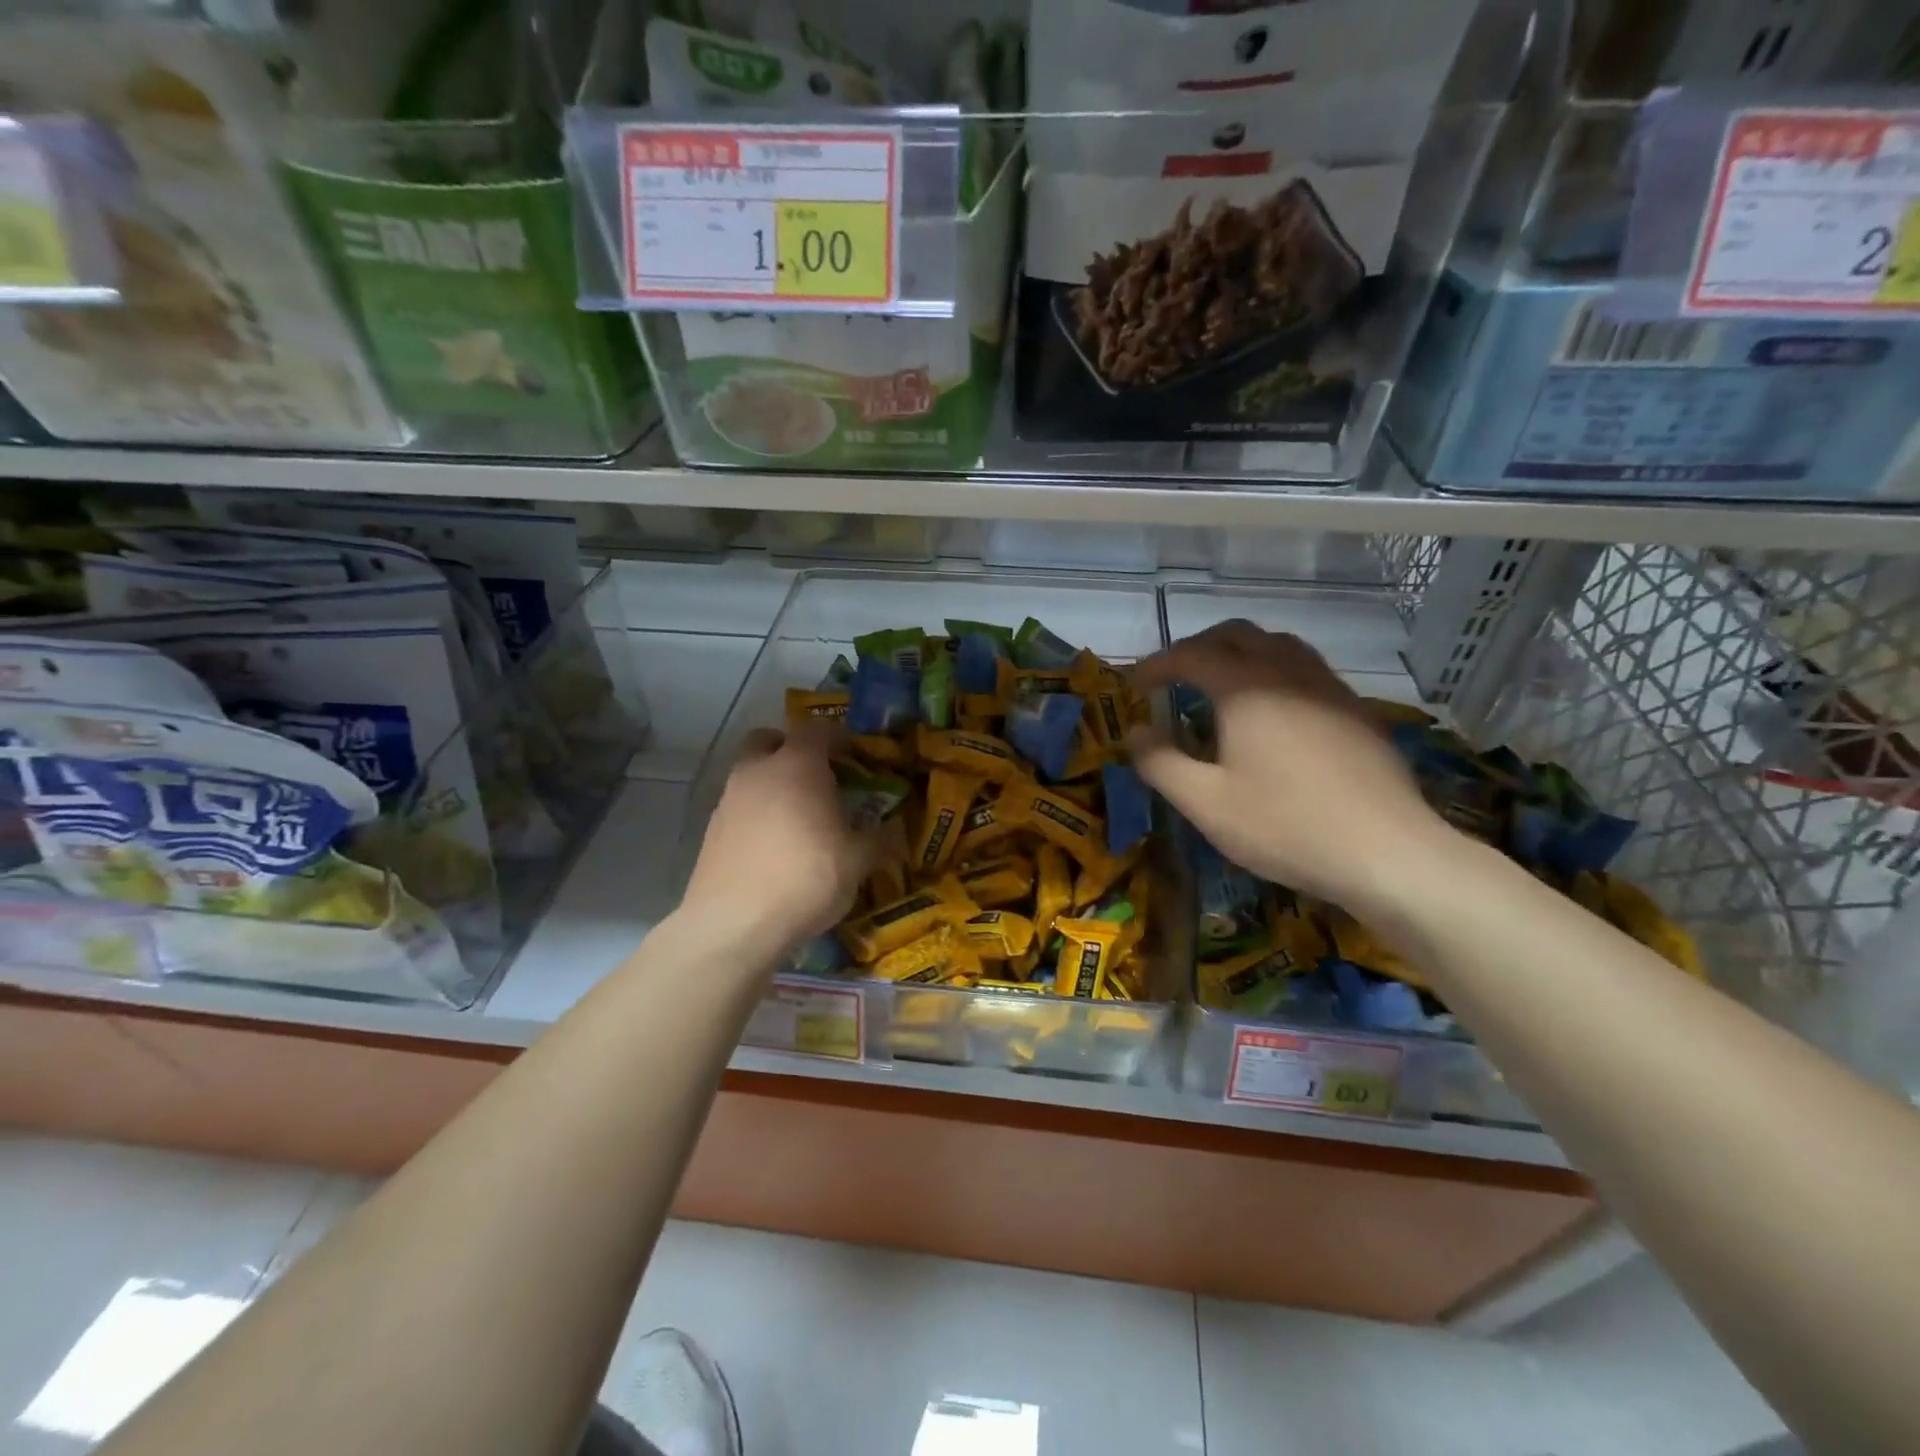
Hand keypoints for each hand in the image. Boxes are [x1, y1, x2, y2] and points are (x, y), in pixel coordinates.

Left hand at [681, 722, 879, 964]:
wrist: (735, 924)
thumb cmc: (806, 879)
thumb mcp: (858, 861)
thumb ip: (880, 838)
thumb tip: (895, 828)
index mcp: (797, 765)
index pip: (817, 729)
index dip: (838, 738)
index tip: (854, 758)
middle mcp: (758, 771)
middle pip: (770, 740)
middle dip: (792, 751)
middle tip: (818, 778)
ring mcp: (729, 799)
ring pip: (752, 774)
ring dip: (773, 784)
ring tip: (799, 820)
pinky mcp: (711, 830)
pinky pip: (740, 806)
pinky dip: (757, 814)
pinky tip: (774, 847)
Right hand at [1128, 621, 1451, 913]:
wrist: (1388, 853)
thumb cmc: (1285, 826)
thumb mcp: (1205, 803)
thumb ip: (1160, 762)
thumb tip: (1133, 731)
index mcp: (1246, 688)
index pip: (1191, 655)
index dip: (1157, 664)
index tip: (1134, 685)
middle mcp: (1288, 673)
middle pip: (1237, 634)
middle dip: (1198, 647)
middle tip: (1174, 676)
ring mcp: (1329, 688)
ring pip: (1278, 645)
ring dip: (1240, 652)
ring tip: (1221, 685)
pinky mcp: (1356, 710)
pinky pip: (1307, 669)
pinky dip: (1274, 671)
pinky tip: (1273, 712)